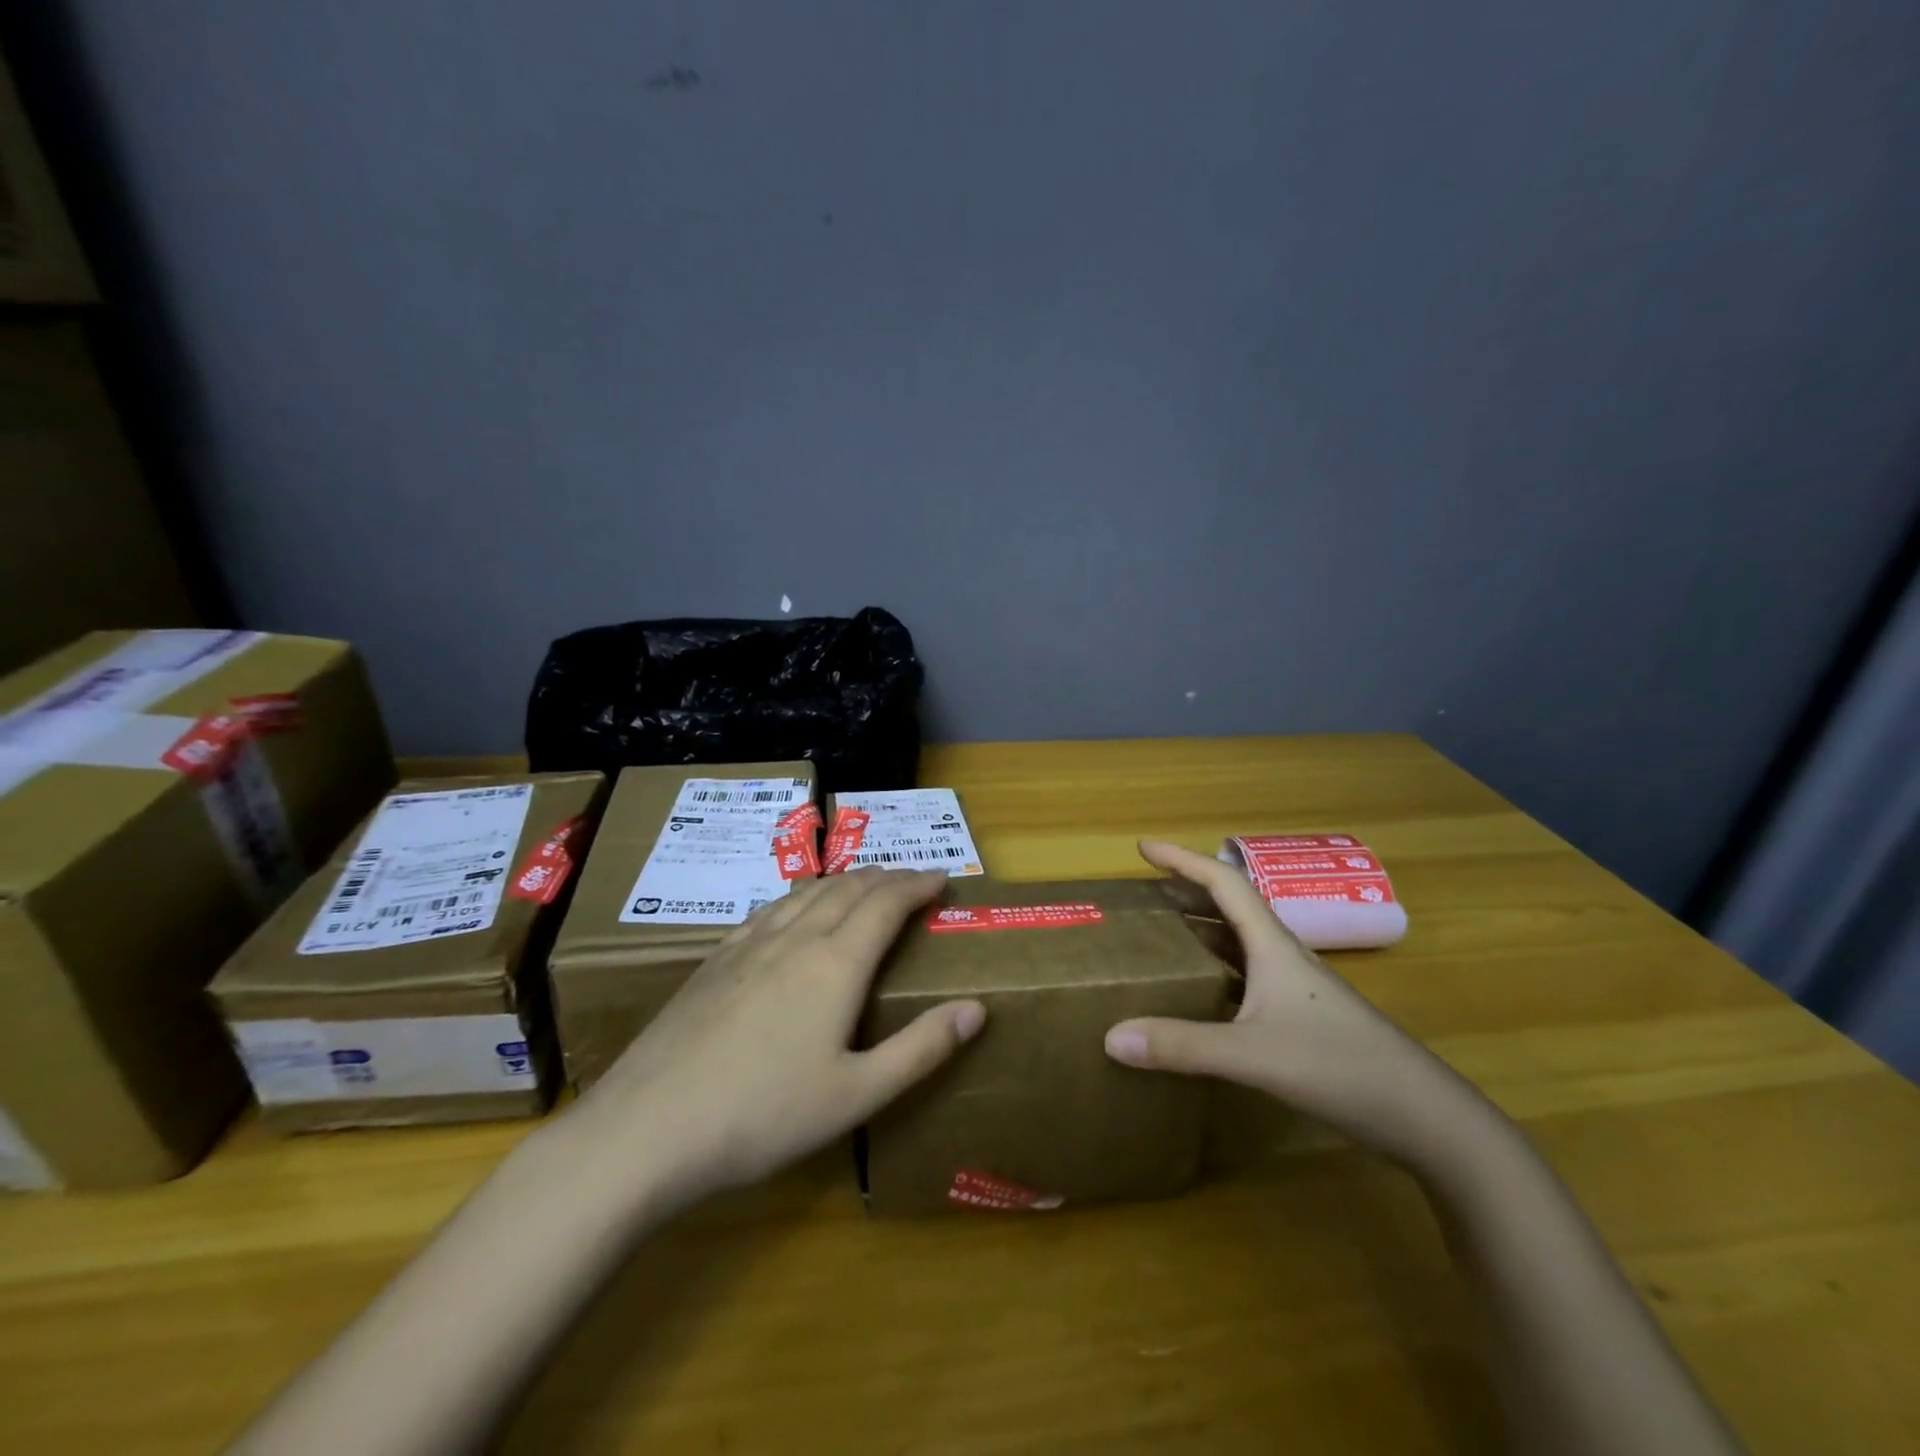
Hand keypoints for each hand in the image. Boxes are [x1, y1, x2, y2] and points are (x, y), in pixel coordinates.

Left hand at [575, 867, 986, 1203]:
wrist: (648, 1129)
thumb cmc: (764, 1115)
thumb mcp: (857, 1095)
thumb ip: (921, 1049)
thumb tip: (977, 1009)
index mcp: (835, 964)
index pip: (886, 904)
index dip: (917, 885)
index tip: (941, 878)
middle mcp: (794, 939)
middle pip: (848, 889)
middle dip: (886, 877)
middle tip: (911, 880)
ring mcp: (748, 945)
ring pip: (807, 893)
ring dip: (844, 881)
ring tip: (863, 885)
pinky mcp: (714, 961)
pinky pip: (770, 910)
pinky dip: (801, 897)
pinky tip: (794, 912)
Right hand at [1105, 840, 1478, 1164]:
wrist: (1423, 1116)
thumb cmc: (1339, 1066)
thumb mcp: (1252, 1055)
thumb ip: (1182, 1046)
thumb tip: (1111, 1036)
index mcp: (1272, 945)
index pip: (1224, 883)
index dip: (1183, 860)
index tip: (1144, 848)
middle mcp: (1282, 956)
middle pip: (1230, 907)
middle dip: (1187, 891)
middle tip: (1146, 892)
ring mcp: (1295, 987)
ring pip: (1239, 943)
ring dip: (1201, 930)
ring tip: (1162, 935)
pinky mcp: (1301, 1017)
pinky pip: (1245, 977)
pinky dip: (1214, 971)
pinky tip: (1198, 995)